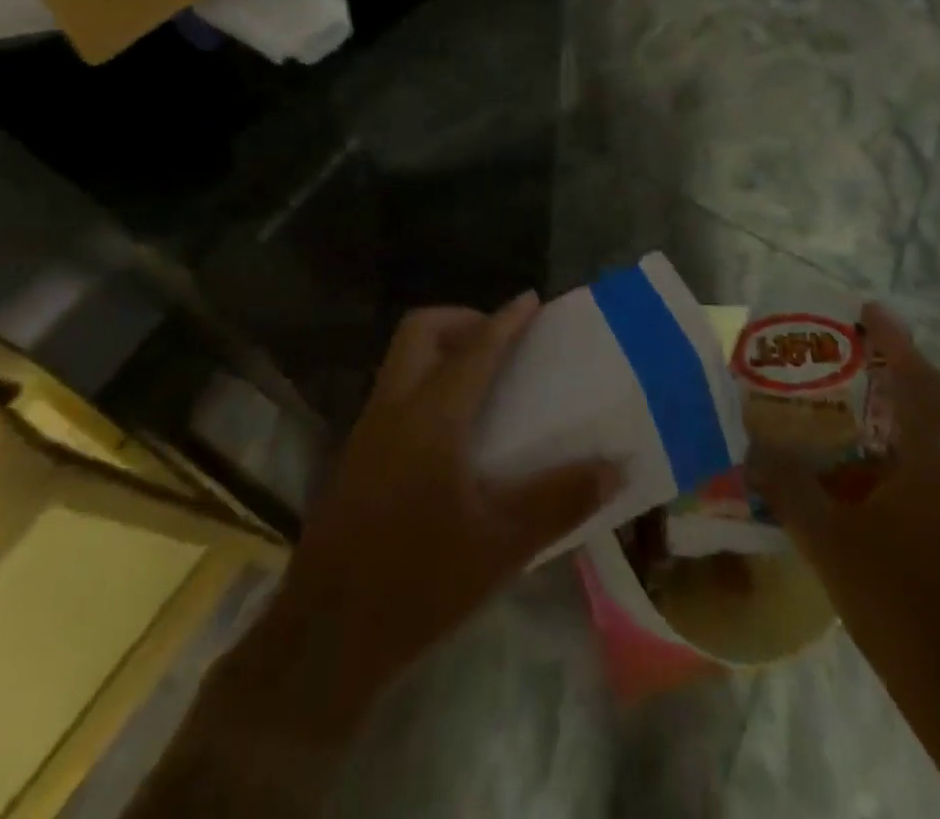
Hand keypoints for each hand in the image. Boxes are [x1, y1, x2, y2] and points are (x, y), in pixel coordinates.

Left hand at [134, 295, 621, 817]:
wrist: (325, 639)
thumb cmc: (419, 584)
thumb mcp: (502, 547)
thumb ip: (560, 501)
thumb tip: (615, 467)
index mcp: (431, 418)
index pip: (475, 350)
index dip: (506, 321)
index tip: (530, 299)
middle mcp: (394, 409)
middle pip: (420, 331)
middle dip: (462, 320)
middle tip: (500, 341)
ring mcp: (367, 431)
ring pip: (401, 359)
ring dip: (441, 349)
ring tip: (483, 380)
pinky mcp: (355, 456)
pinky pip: (394, 391)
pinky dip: (426, 381)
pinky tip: (452, 430)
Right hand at [751, 302, 939, 729]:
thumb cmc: (899, 603)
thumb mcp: (827, 540)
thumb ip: (785, 484)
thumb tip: (748, 443)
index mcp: (936, 458)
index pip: (917, 376)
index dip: (894, 337)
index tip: (867, 309)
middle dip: (911, 366)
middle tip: (862, 359)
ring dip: (917, 402)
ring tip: (863, 404)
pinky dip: (921, 438)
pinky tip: (878, 466)